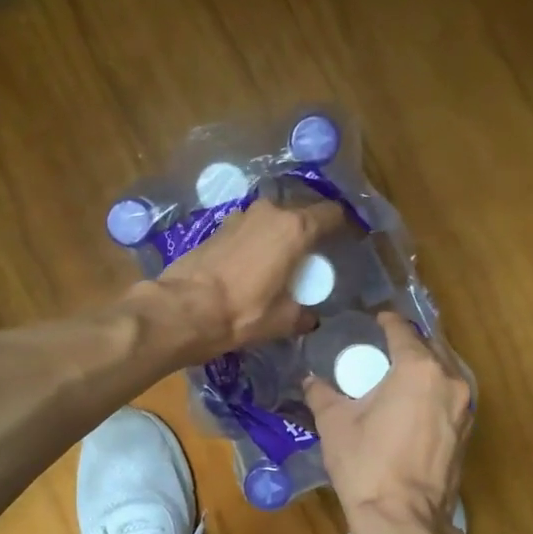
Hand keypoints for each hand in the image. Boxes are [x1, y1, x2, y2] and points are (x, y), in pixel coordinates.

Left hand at [152, 196, 346, 360]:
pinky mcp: (218, 227)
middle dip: (309, 231)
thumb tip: (310, 318)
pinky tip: (254, 264)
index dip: (344, 225)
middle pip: (301, 213)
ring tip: (283, 260)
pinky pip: (249, 229)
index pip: (331, 214)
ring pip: (272, 220)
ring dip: (279, 235)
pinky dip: (257, 241)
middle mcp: (269, 213)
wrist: (184, 309)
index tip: (349, 239)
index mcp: (294, 228)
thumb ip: (304, 314)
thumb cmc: (243, 312)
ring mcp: (240, 216)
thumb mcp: (283, 320)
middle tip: (314, 255)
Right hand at [304, 312, 473, 533]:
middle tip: (383, 346)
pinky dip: (433, 390)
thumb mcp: (335, 424)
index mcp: (419, 369)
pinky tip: (413, 401)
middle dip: (409, 342)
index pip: (403, 331)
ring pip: (445, 371)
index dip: (387, 321)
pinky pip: (450, 396)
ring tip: (398, 372)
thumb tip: (310, 380)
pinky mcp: (468, 431)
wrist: (404, 520)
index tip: (375, 319)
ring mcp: (465, 407)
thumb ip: (323, 394)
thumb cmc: (367, 465)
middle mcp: (450, 380)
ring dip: (425, 365)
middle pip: (431, 346)